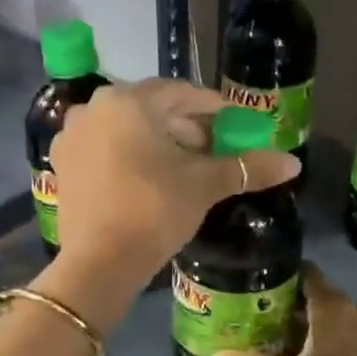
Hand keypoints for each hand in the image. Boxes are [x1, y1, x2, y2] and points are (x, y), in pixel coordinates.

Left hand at [50, 79, 300, 284]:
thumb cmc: (154, 211)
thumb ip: (247, 167)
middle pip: (151, 110)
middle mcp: (93, 109)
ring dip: (158, 143)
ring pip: (126, 130)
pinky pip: (104, 151)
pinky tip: (149, 180)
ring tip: (185, 167)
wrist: (100, 262)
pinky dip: (129, 158)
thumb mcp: (203, 185)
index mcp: (127, 101)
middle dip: (185, 128)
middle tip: (214, 150)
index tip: (236, 125)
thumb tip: (294, 163)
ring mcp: (71, 138)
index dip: (213, 108)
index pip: (181, 93)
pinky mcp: (63, 167)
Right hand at [208, 264, 356, 355]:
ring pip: (324, 316)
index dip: (279, 271)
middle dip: (282, 300)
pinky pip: (335, 334)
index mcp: (332, 307)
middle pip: (312, 294)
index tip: (251, 278)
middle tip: (249, 308)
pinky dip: (313, 337)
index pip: (305, 272)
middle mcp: (350, 312)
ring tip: (264, 330)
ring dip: (297, 321)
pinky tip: (293, 355)